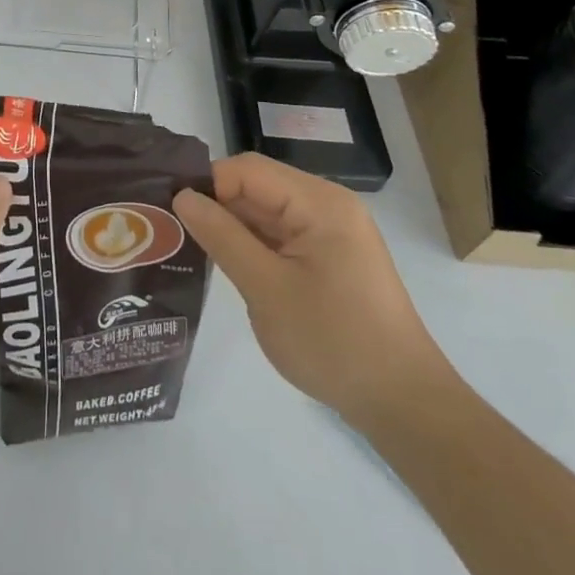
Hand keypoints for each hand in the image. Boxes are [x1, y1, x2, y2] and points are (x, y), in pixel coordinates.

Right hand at [173, 152, 455, 433]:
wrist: (403, 405)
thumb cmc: (334, 343)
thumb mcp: (266, 289)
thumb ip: (222, 236)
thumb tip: (182, 196)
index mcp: (319, 202)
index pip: (247, 170)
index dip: (208, 185)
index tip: (171, 213)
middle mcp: (327, 205)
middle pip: (257, 186)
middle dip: (216, 205)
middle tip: (171, 230)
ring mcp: (331, 231)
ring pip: (266, 211)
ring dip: (232, 227)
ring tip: (189, 246)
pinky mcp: (330, 256)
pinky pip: (281, 234)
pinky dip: (253, 245)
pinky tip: (227, 264)